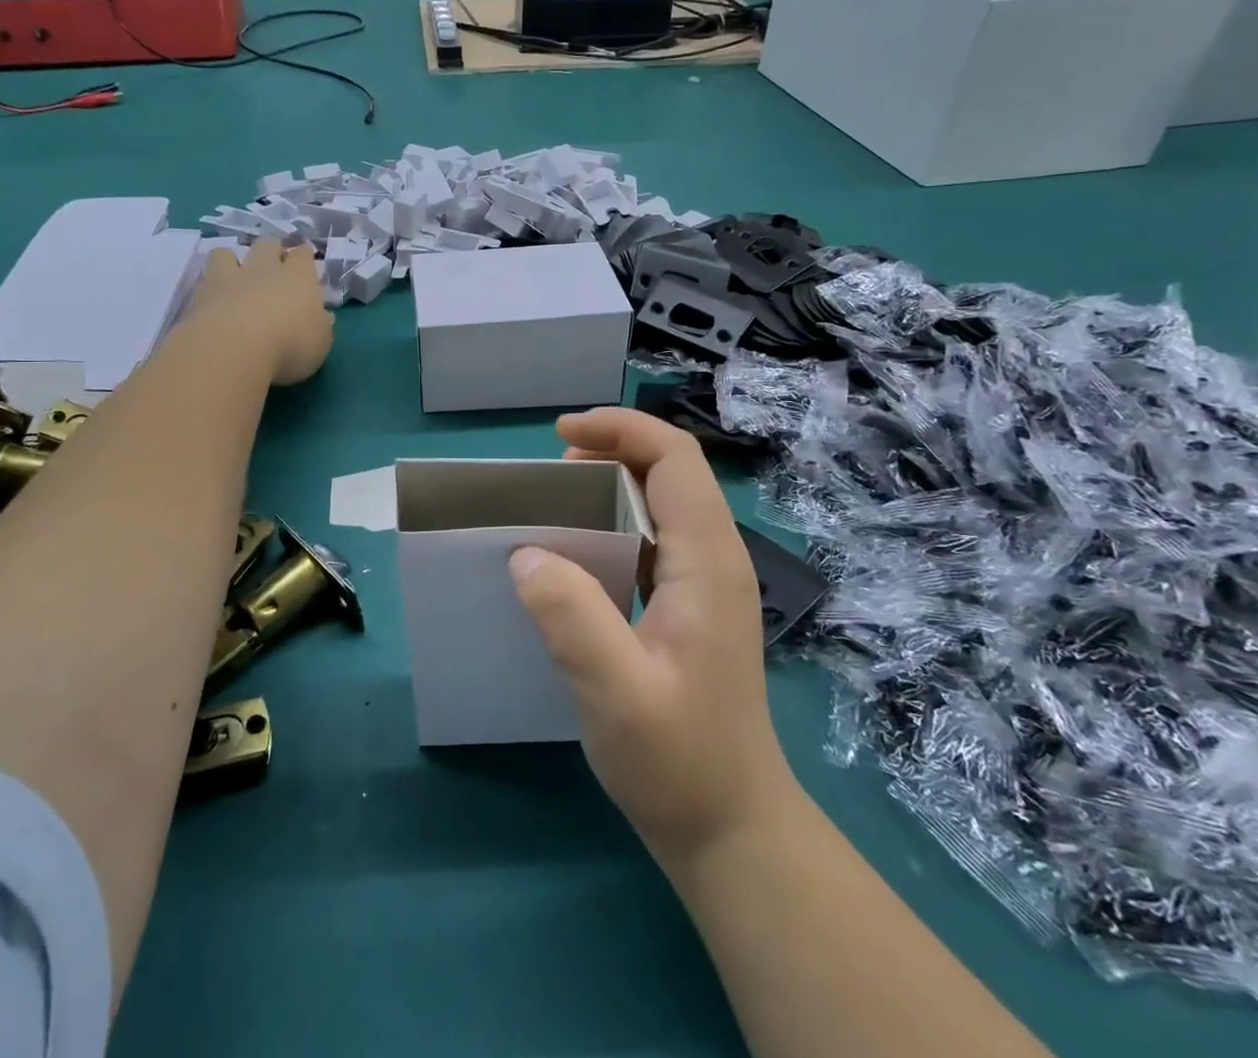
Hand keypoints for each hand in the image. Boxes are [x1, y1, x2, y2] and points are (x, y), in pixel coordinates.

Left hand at [187, 240, 333, 385]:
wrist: (234, 349)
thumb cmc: (290, 345)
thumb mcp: (320, 343)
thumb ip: (320, 326)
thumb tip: (322, 316)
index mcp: (299, 277)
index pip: (303, 255)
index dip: (303, 258)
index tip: (304, 266)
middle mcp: (265, 269)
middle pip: (268, 244)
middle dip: (271, 250)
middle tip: (273, 268)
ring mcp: (231, 277)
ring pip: (228, 252)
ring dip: (232, 260)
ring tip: (235, 277)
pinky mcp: (202, 293)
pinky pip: (205, 276)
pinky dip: (210, 283)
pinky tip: (213, 298)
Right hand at [508, 409, 795, 867]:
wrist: (732, 828)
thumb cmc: (679, 762)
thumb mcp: (616, 693)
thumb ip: (571, 618)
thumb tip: (525, 554)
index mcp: (707, 561)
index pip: (674, 459)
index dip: (620, 429)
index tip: (560, 435)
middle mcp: (716, 558)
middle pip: (671, 470)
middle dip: (611, 450)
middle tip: (550, 473)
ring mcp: (709, 582)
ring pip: (664, 501)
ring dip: (611, 485)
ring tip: (556, 503)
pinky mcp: (694, 605)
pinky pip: (656, 537)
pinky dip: (615, 522)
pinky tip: (579, 554)